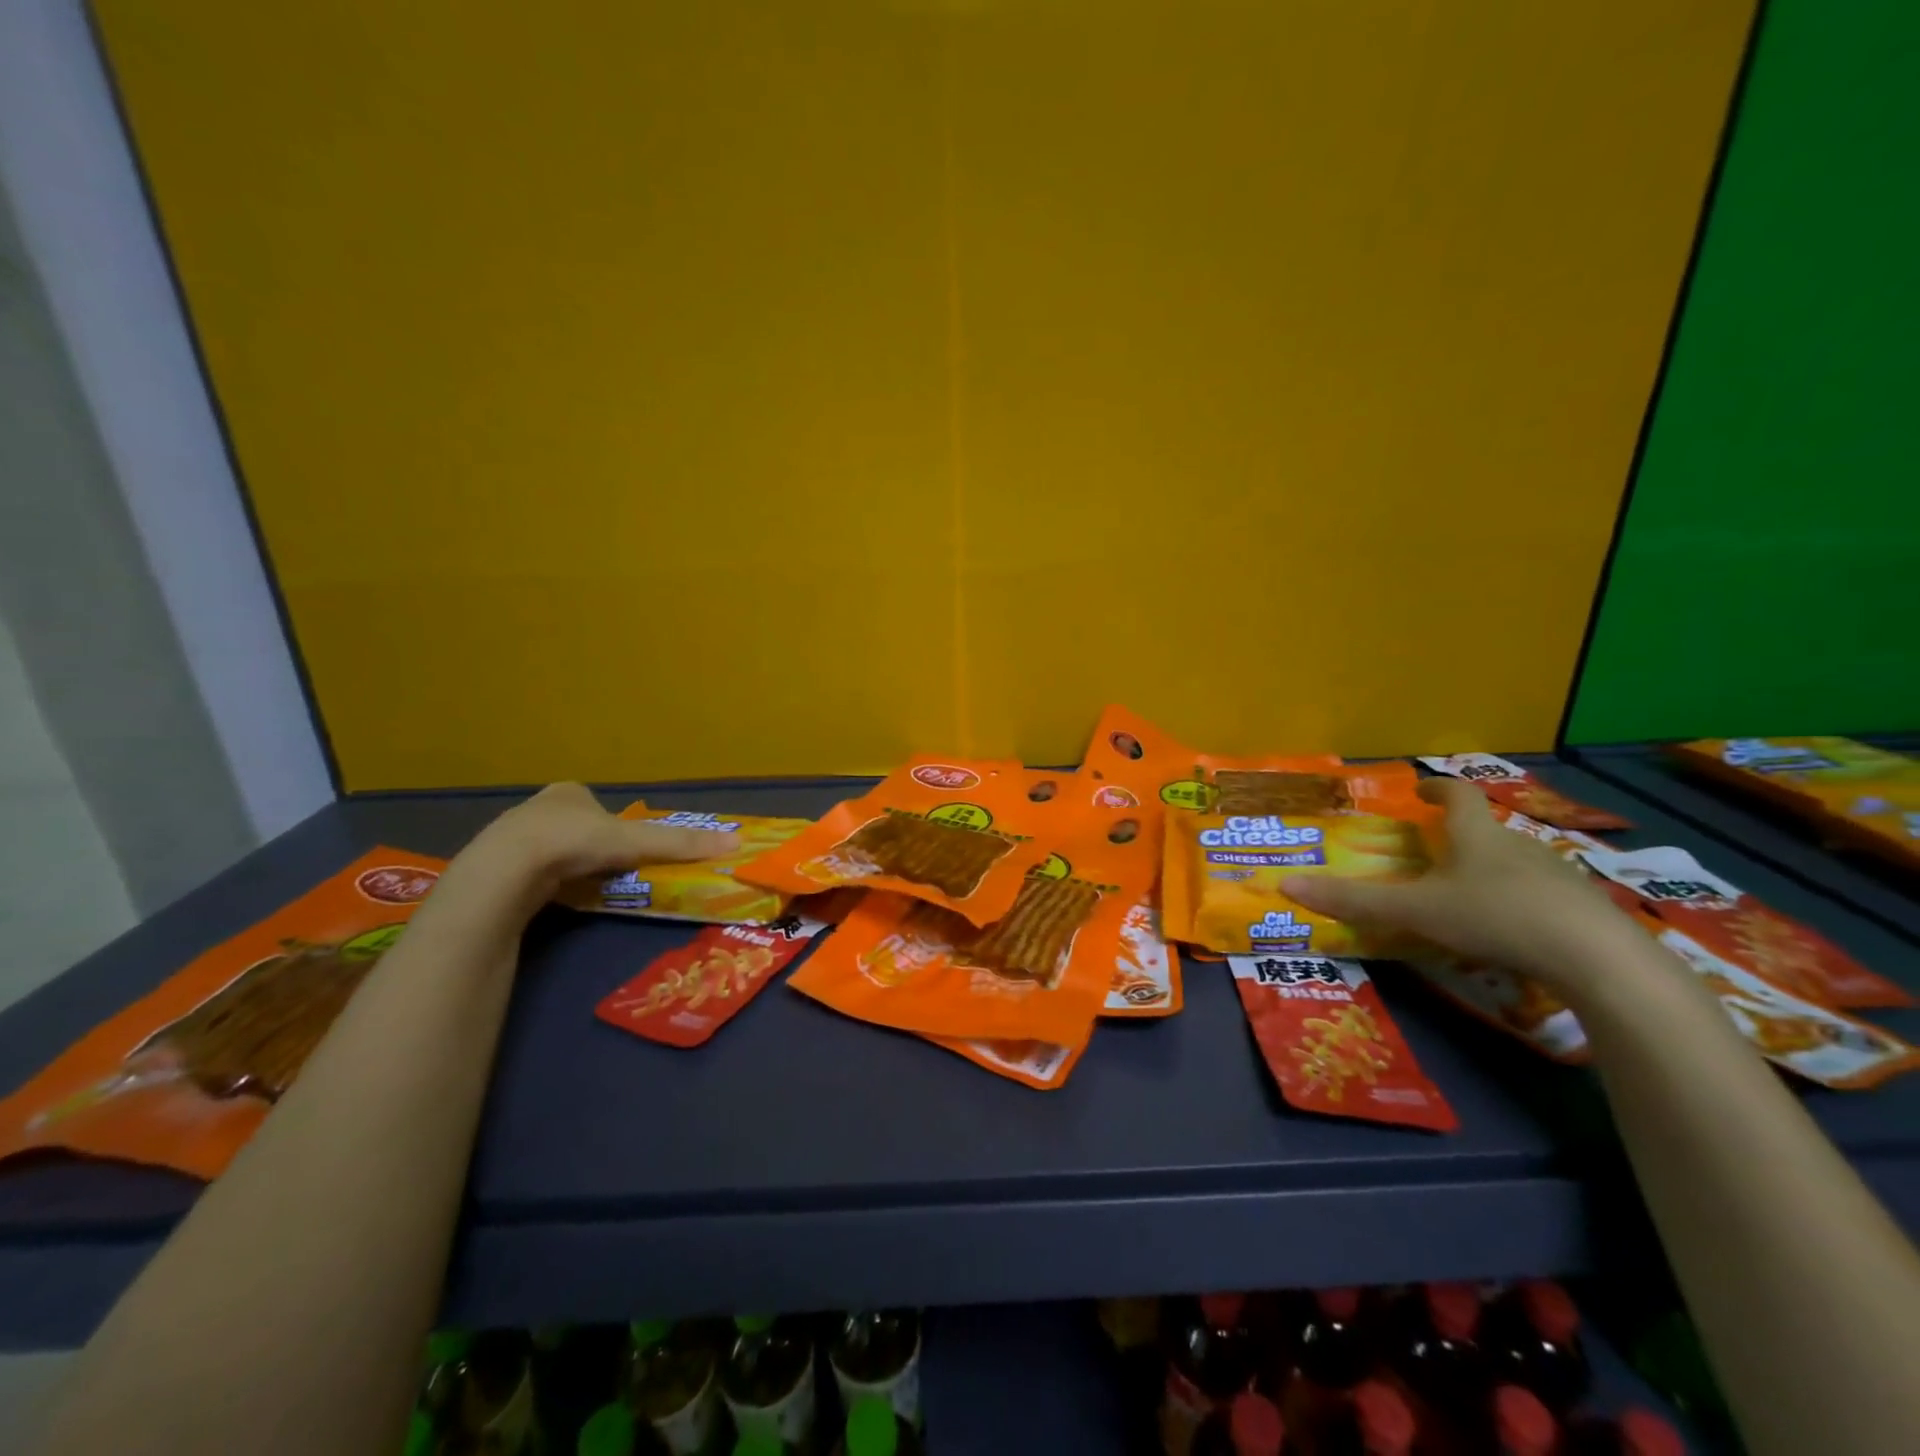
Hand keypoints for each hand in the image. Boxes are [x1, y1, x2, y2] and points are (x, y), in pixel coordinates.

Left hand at [458, 783, 741, 903]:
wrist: (509, 869)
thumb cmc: (575, 842)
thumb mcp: (637, 841)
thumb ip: (682, 843)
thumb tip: (736, 842)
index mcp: (571, 792)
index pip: (598, 805)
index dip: (615, 825)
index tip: (625, 847)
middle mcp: (539, 806)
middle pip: (575, 825)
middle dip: (590, 845)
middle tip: (608, 868)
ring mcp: (512, 835)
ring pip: (550, 848)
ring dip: (567, 864)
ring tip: (583, 885)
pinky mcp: (496, 865)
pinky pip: (530, 871)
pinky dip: (545, 882)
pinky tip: (553, 895)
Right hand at [1281, 778, 1640, 993]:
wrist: (1598, 959)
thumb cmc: (1496, 917)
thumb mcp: (1416, 910)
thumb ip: (1354, 900)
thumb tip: (1286, 884)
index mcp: (1476, 835)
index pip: (1456, 794)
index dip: (1435, 788)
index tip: (1420, 791)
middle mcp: (1517, 845)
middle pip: (1485, 829)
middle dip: (1458, 836)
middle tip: (1431, 854)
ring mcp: (1557, 876)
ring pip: (1514, 863)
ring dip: (1489, 870)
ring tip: (1465, 896)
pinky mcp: (1583, 909)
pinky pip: (1542, 894)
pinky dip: (1519, 902)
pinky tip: (1509, 932)